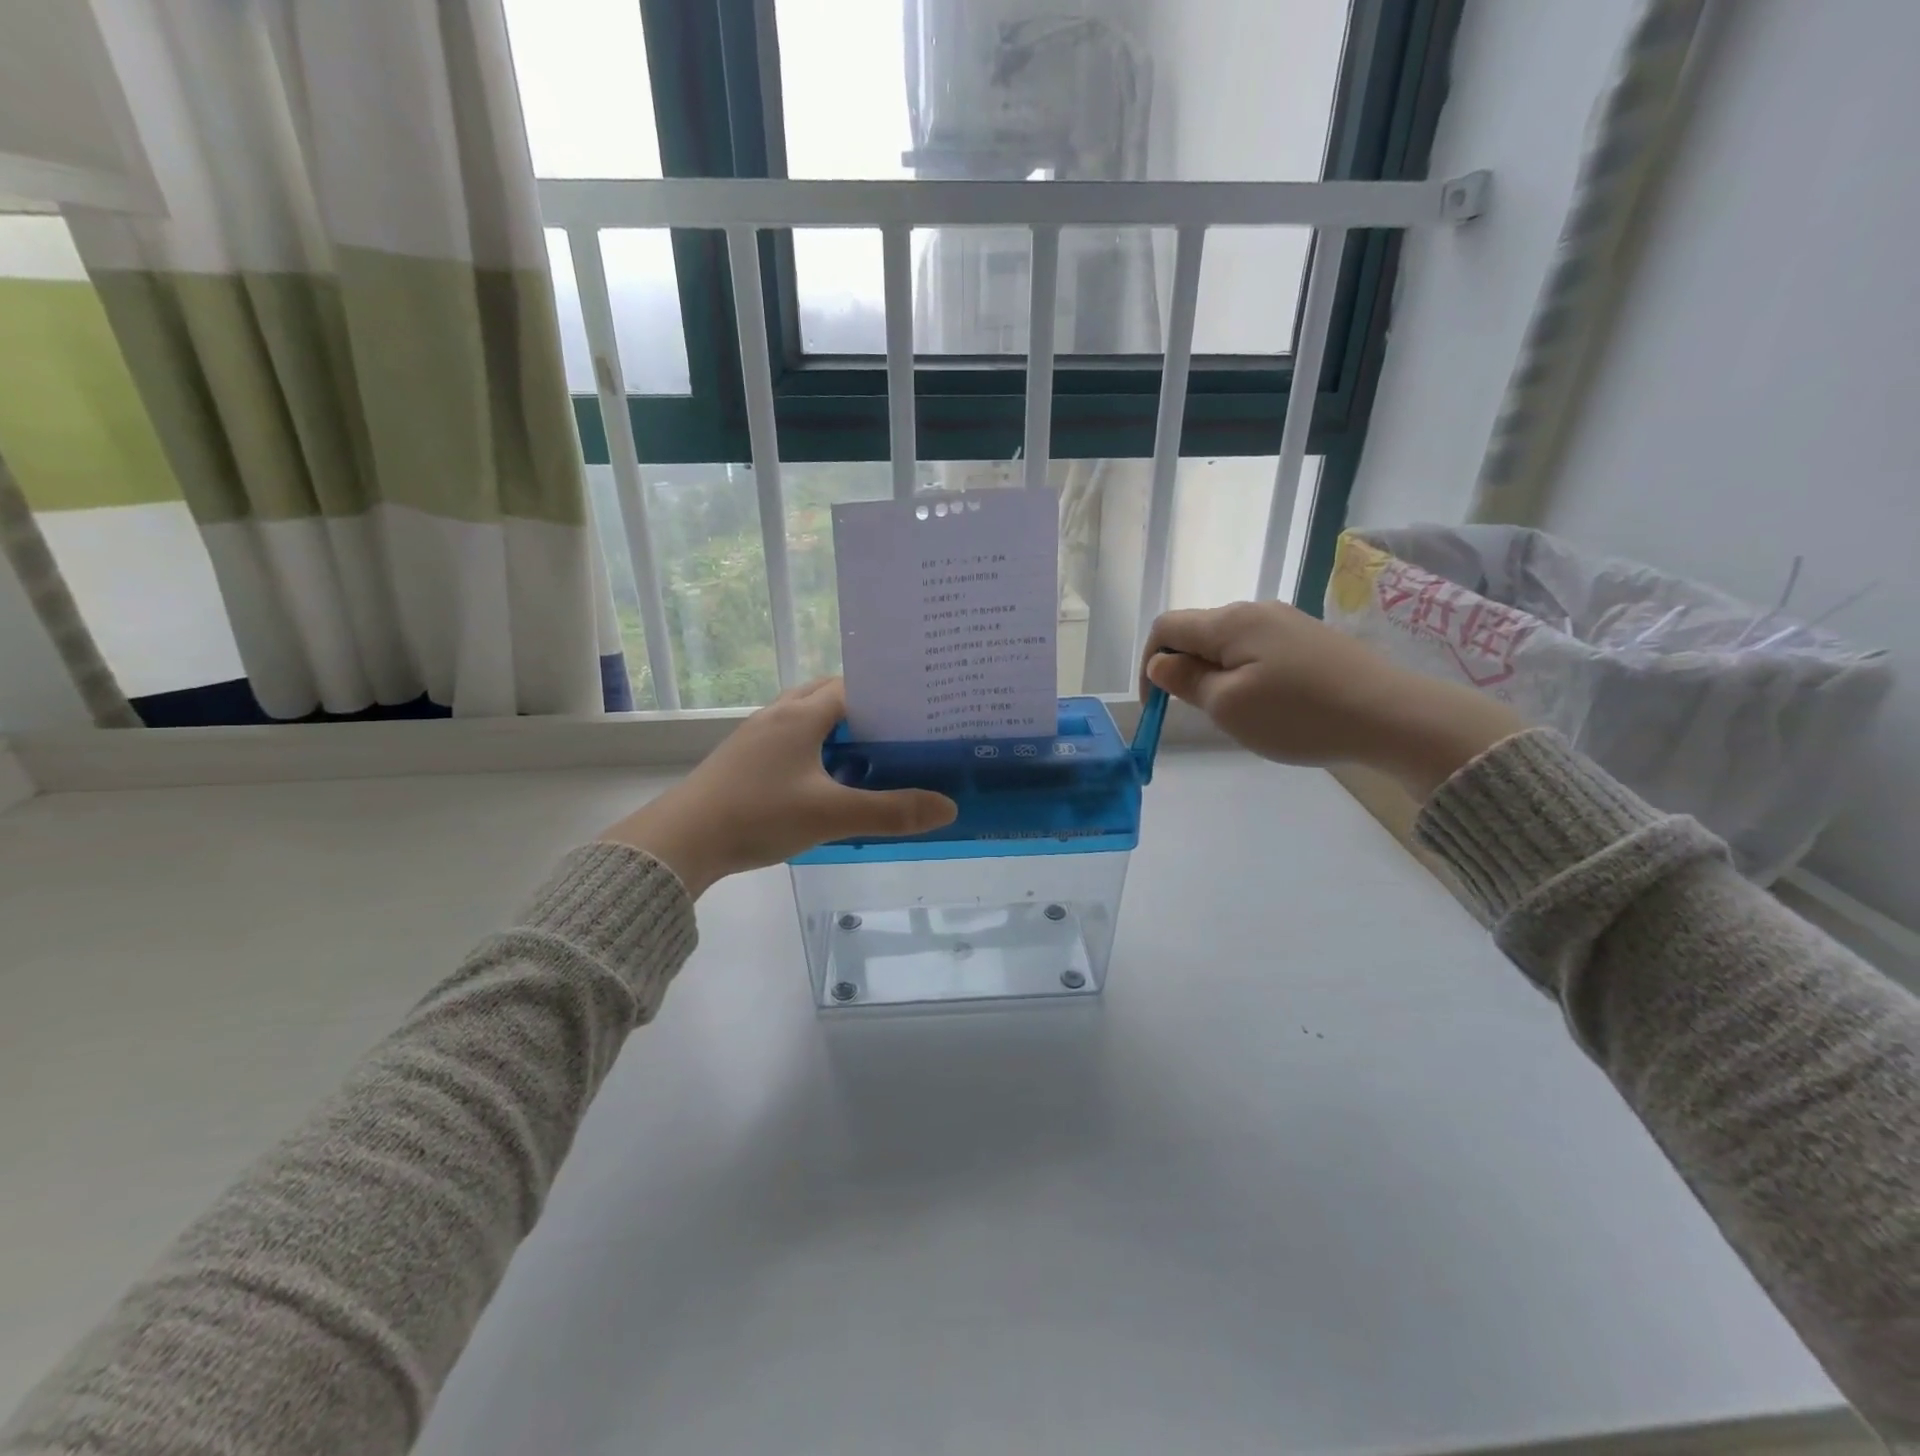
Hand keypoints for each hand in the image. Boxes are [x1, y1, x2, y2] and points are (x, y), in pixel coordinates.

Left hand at [598, 678, 956, 896]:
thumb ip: (891, 811)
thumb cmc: (758, 815)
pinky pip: (788, 739)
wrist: (681, 840)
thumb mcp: (831, 815)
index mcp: (801, 715)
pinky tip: (825, 778)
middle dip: (863, 709)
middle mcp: (778, 715)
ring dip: (835, 728)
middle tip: (898, 734)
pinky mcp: (742, 758)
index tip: (917, 715)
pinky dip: (813, 747)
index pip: (852, 687)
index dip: (886, 696)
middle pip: (827, 695)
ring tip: (869, 755)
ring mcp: (755, 736)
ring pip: (804, 717)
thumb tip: (949, 807)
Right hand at [1140, 602, 1523, 799]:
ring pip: (1229, 643)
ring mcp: (1287, 622)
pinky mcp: (1311, 639)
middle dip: (1184, 670)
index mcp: (1229, 622)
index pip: (1166, 627)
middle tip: (1200, 713)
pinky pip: (1259, 650)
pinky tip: (1270, 705)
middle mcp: (1255, 610)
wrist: (1392, 715)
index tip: (1158, 705)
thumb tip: (1161, 663)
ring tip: (1238, 714)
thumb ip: (1187, 681)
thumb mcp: (1228, 705)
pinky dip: (1246, 674)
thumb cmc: (1299, 714)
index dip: (1149, 663)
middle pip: (1198, 632)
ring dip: (1216, 674)